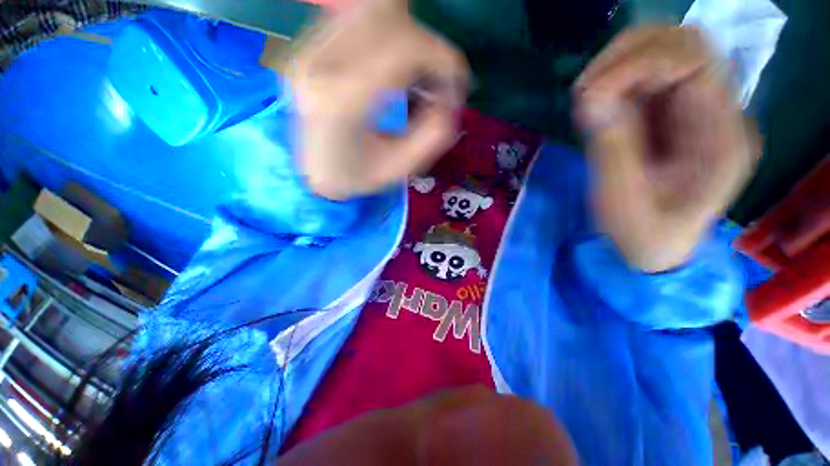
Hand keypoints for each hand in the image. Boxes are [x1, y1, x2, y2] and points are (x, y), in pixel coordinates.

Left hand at [288, 0, 468, 199]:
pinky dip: (386, 33)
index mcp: (342, 102)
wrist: (311, 173)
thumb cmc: (355, 177)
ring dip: (406, 34)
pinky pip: (355, 18)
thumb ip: (431, 137)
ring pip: (370, 9)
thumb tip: (451, 101)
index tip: (456, 82)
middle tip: (434, 76)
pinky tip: (392, 64)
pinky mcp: (308, 46)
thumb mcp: (398, 169)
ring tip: (415, 70)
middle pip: (386, 14)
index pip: (403, 49)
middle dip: (425, 43)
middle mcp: (319, 64)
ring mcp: (308, 50)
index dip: (441, 58)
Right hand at [575, 26, 757, 271]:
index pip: (693, 60)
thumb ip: (612, 149)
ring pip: (665, 50)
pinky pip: (647, 76)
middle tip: (585, 90)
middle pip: (683, 41)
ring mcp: (695, 109)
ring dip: (619, 64)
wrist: (656, 248)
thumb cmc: (643, 235)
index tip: (589, 95)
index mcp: (721, 136)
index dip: (638, 64)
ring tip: (586, 97)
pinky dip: (616, 79)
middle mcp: (718, 111)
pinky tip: (596, 104)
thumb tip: (590, 98)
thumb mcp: (623, 202)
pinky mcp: (672, 114)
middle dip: (628, 54)